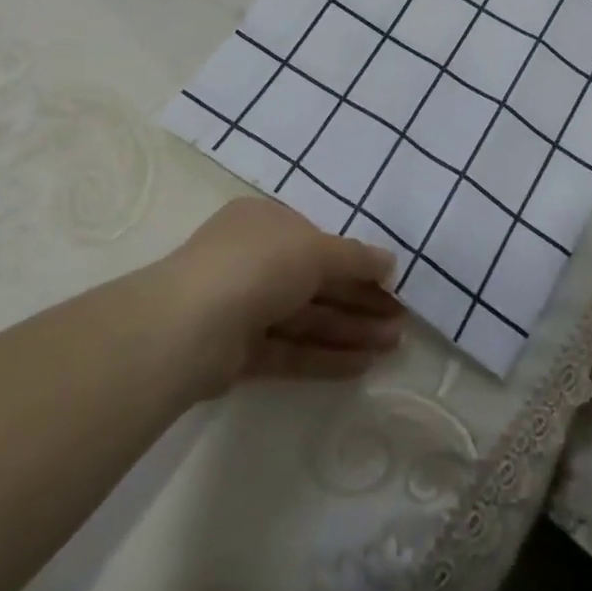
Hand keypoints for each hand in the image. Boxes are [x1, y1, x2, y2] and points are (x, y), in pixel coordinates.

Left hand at [157, 197, 405, 395]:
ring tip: (392, 346)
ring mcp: (243, 307)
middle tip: (400, 321)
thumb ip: (354, 257)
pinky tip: (361, 366)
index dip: (356, 262)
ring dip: (349, 330)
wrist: (190, 326)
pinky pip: (289, 350)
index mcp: (265, 223)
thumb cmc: (258, 265)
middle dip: (359, 301)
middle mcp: (253, 260)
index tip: (391, 283)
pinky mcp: (238, 352)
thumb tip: (389, 261)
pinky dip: (324, 357)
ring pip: (306, 318)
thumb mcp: (315, 249)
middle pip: (316, 282)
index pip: (317, 241)